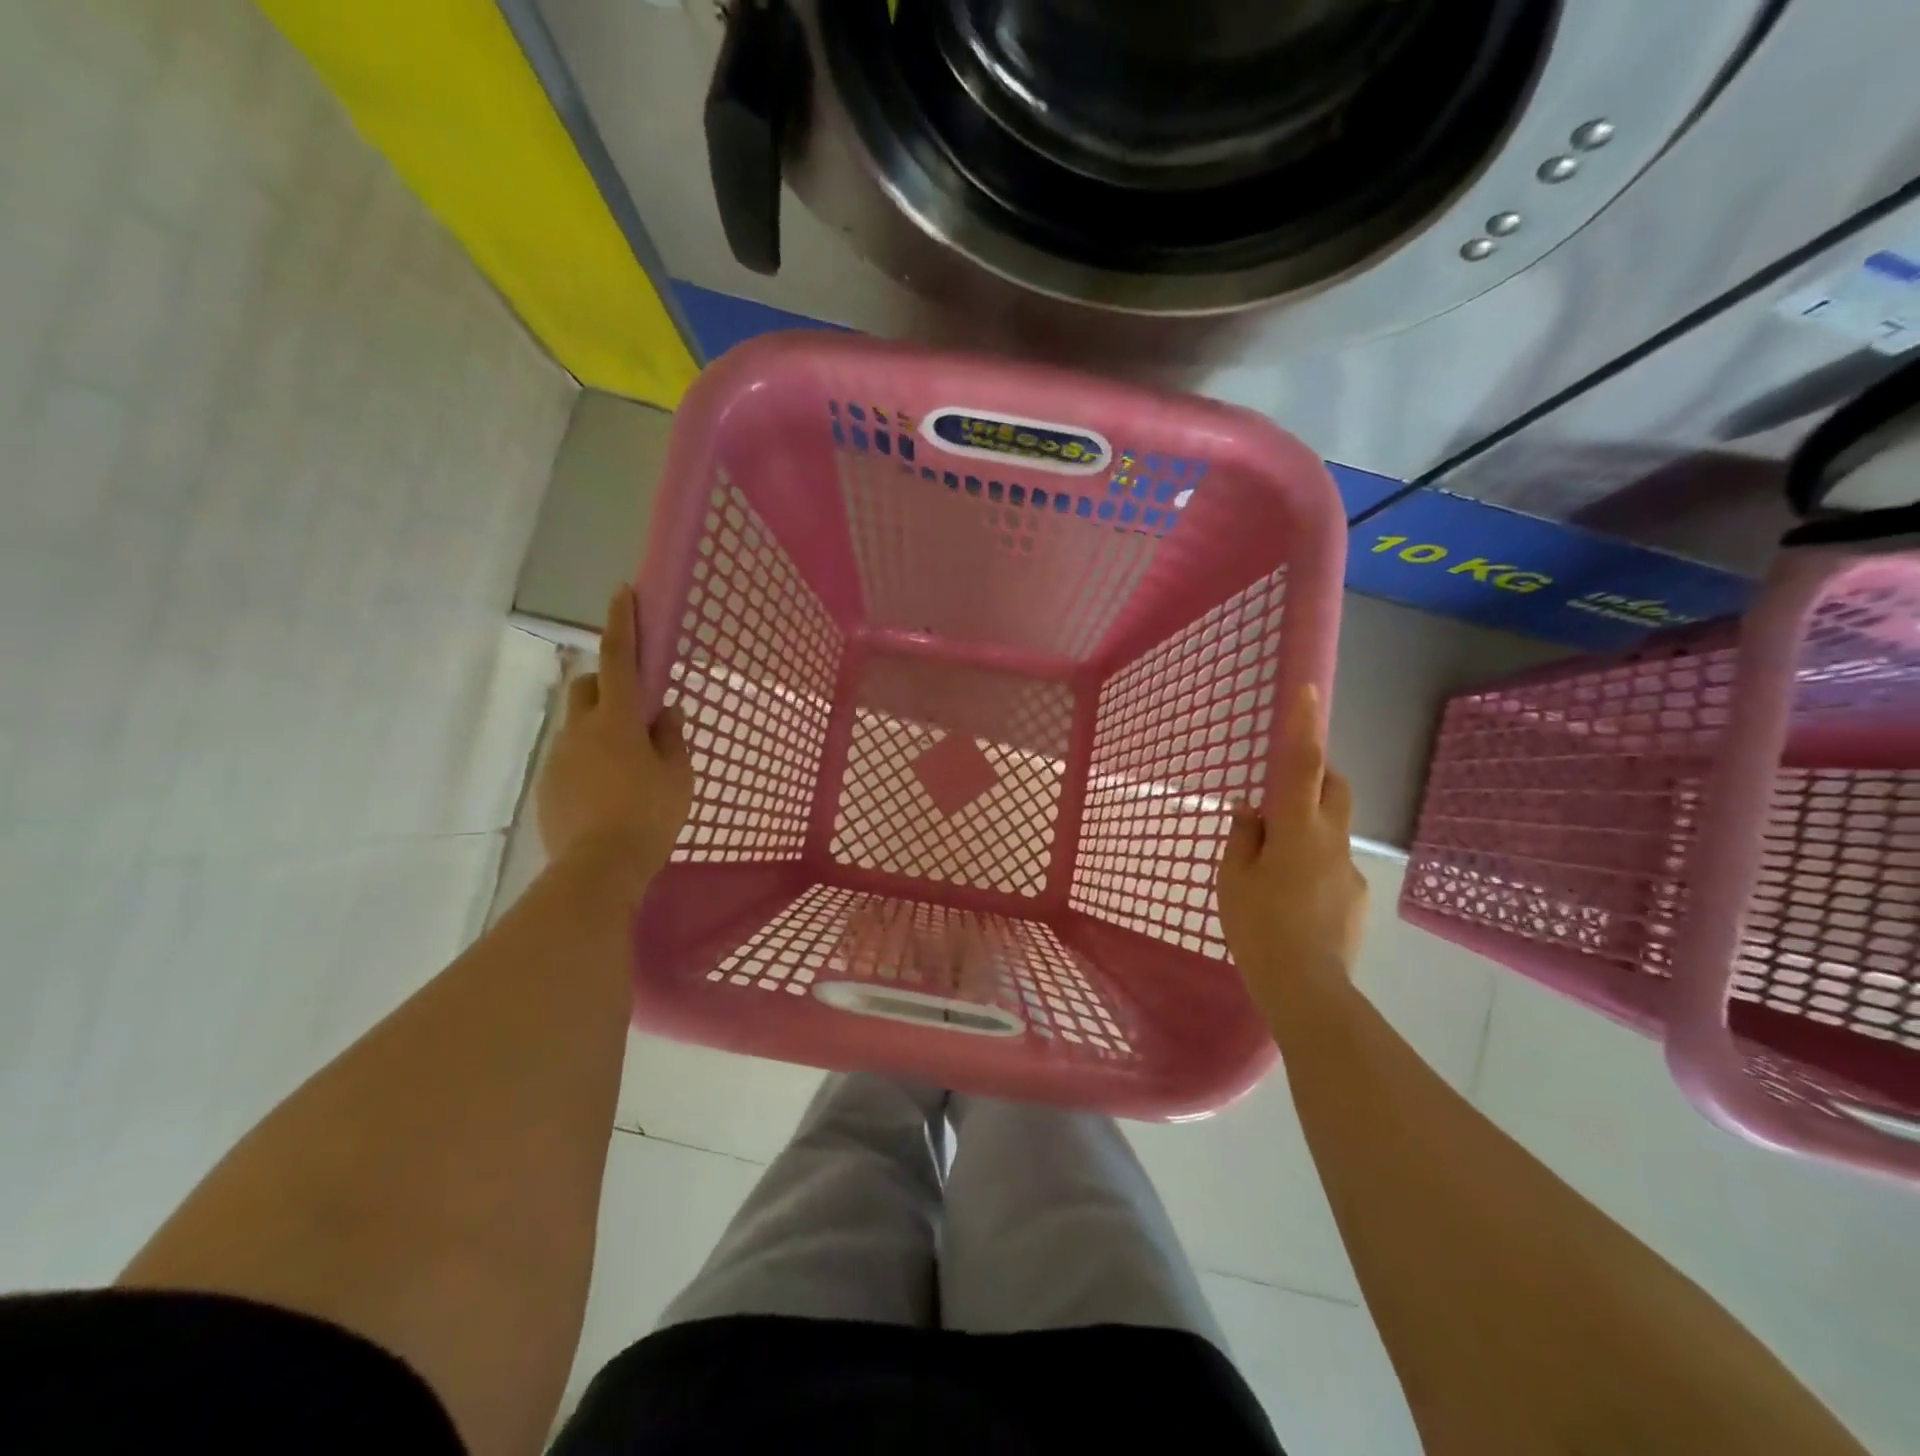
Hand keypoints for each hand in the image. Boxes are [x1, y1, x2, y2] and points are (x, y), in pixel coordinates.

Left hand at [537, 585, 692, 884]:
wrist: (598, 869)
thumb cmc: (649, 817)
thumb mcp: (678, 777)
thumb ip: (673, 739)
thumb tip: (668, 713)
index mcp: (618, 721)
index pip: (619, 659)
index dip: (622, 623)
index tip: (622, 591)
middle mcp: (581, 730)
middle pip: (587, 686)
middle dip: (608, 682)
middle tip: (636, 709)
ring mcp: (559, 757)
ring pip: (579, 725)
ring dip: (602, 729)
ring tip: (627, 767)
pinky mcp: (548, 785)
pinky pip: (571, 758)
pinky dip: (590, 761)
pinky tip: (609, 794)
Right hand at [1217, 685, 1368, 1018]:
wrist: (1306, 988)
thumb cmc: (1258, 925)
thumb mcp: (1233, 877)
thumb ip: (1243, 836)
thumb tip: (1251, 809)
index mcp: (1297, 830)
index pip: (1302, 764)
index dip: (1304, 725)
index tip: (1307, 689)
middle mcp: (1332, 841)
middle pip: (1335, 788)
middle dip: (1317, 775)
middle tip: (1284, 793)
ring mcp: (1351, 870)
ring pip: (1334, 830)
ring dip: (1310, 829)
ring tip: (1277, 867)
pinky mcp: (1358, 898)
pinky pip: (1335, 866)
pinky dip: (1315, 867)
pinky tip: (1294, 902)